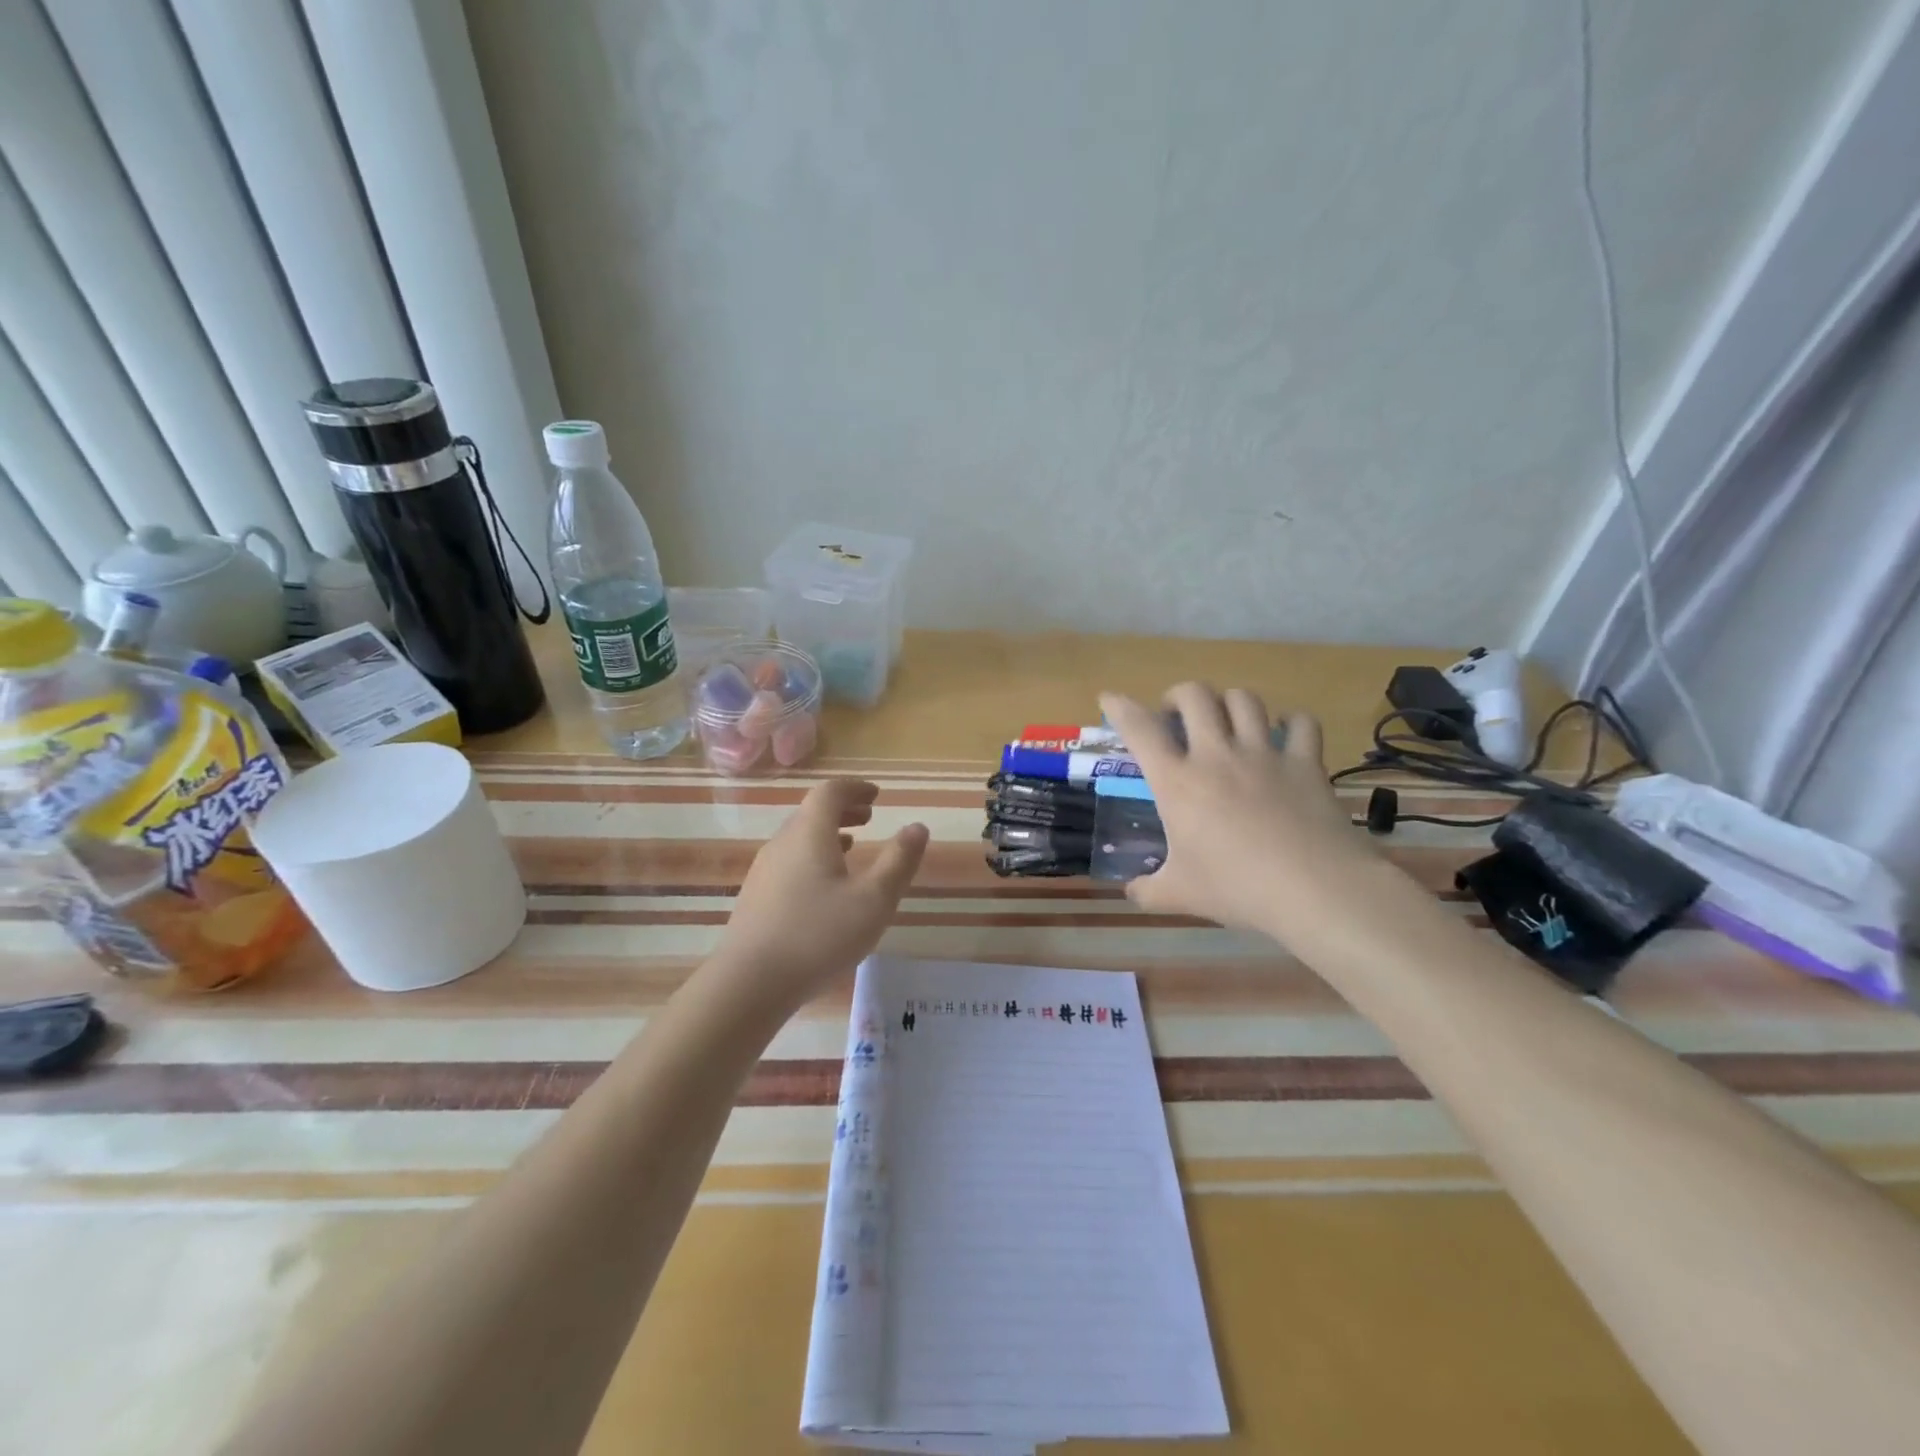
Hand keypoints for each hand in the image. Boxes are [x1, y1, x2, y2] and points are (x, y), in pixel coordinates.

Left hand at [712, 779, 928, 1011]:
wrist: (749, 983)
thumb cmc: (818, 935)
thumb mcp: (873, 900)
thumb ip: (899, 861)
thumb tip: (917, 827)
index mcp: (809, 834)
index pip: (830, 792)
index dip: (855, 788)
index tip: (876, 795)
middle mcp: (782, 843)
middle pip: (811, 812)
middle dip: (843, 809)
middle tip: (869, 817)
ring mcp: (764, 871)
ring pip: (798, 838)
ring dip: (827, 834)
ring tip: (851, 846)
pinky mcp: (756, 898)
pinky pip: (789, 861)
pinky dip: (812, 857)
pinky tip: (824, 886)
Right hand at [1100, 685, 1378, 941]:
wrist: (1312, 889)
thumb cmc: (1235, 888)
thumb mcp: (1180, 895)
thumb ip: (1148, 890)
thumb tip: (1131, 892)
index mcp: (1177, 782)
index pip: (1140, 729)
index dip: (1120, 707)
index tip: (1110, 698)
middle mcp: (1216, 755)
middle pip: (1195, 696)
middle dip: (1179, 695)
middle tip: (1176, 715)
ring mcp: (1264, 754)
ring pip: (1244, 700)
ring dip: (1229, 702)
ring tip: (1226, 719)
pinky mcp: (1305, 762)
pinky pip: (1301, 723)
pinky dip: (1292, 722)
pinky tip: (1285, 732)